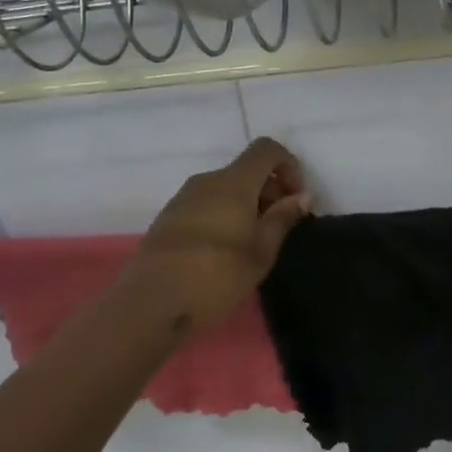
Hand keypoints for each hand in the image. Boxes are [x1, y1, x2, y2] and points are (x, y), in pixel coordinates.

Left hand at [127, 138, 312, 329]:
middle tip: (278, 229)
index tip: (295, 199)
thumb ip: (282, 219)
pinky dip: (224, 214)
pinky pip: (206, 203)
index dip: (288, 165)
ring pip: (225, 188)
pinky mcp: (168, 217)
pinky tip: (223, 251)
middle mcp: (207, 181)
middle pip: (246, 170)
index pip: (266, 149)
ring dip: (246, 205)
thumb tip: (302, 196)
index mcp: (234, 182)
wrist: (150, 302)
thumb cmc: (216, 275)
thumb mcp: (260, 252)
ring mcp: (183, 198)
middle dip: (269, 191)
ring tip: (252, 244)